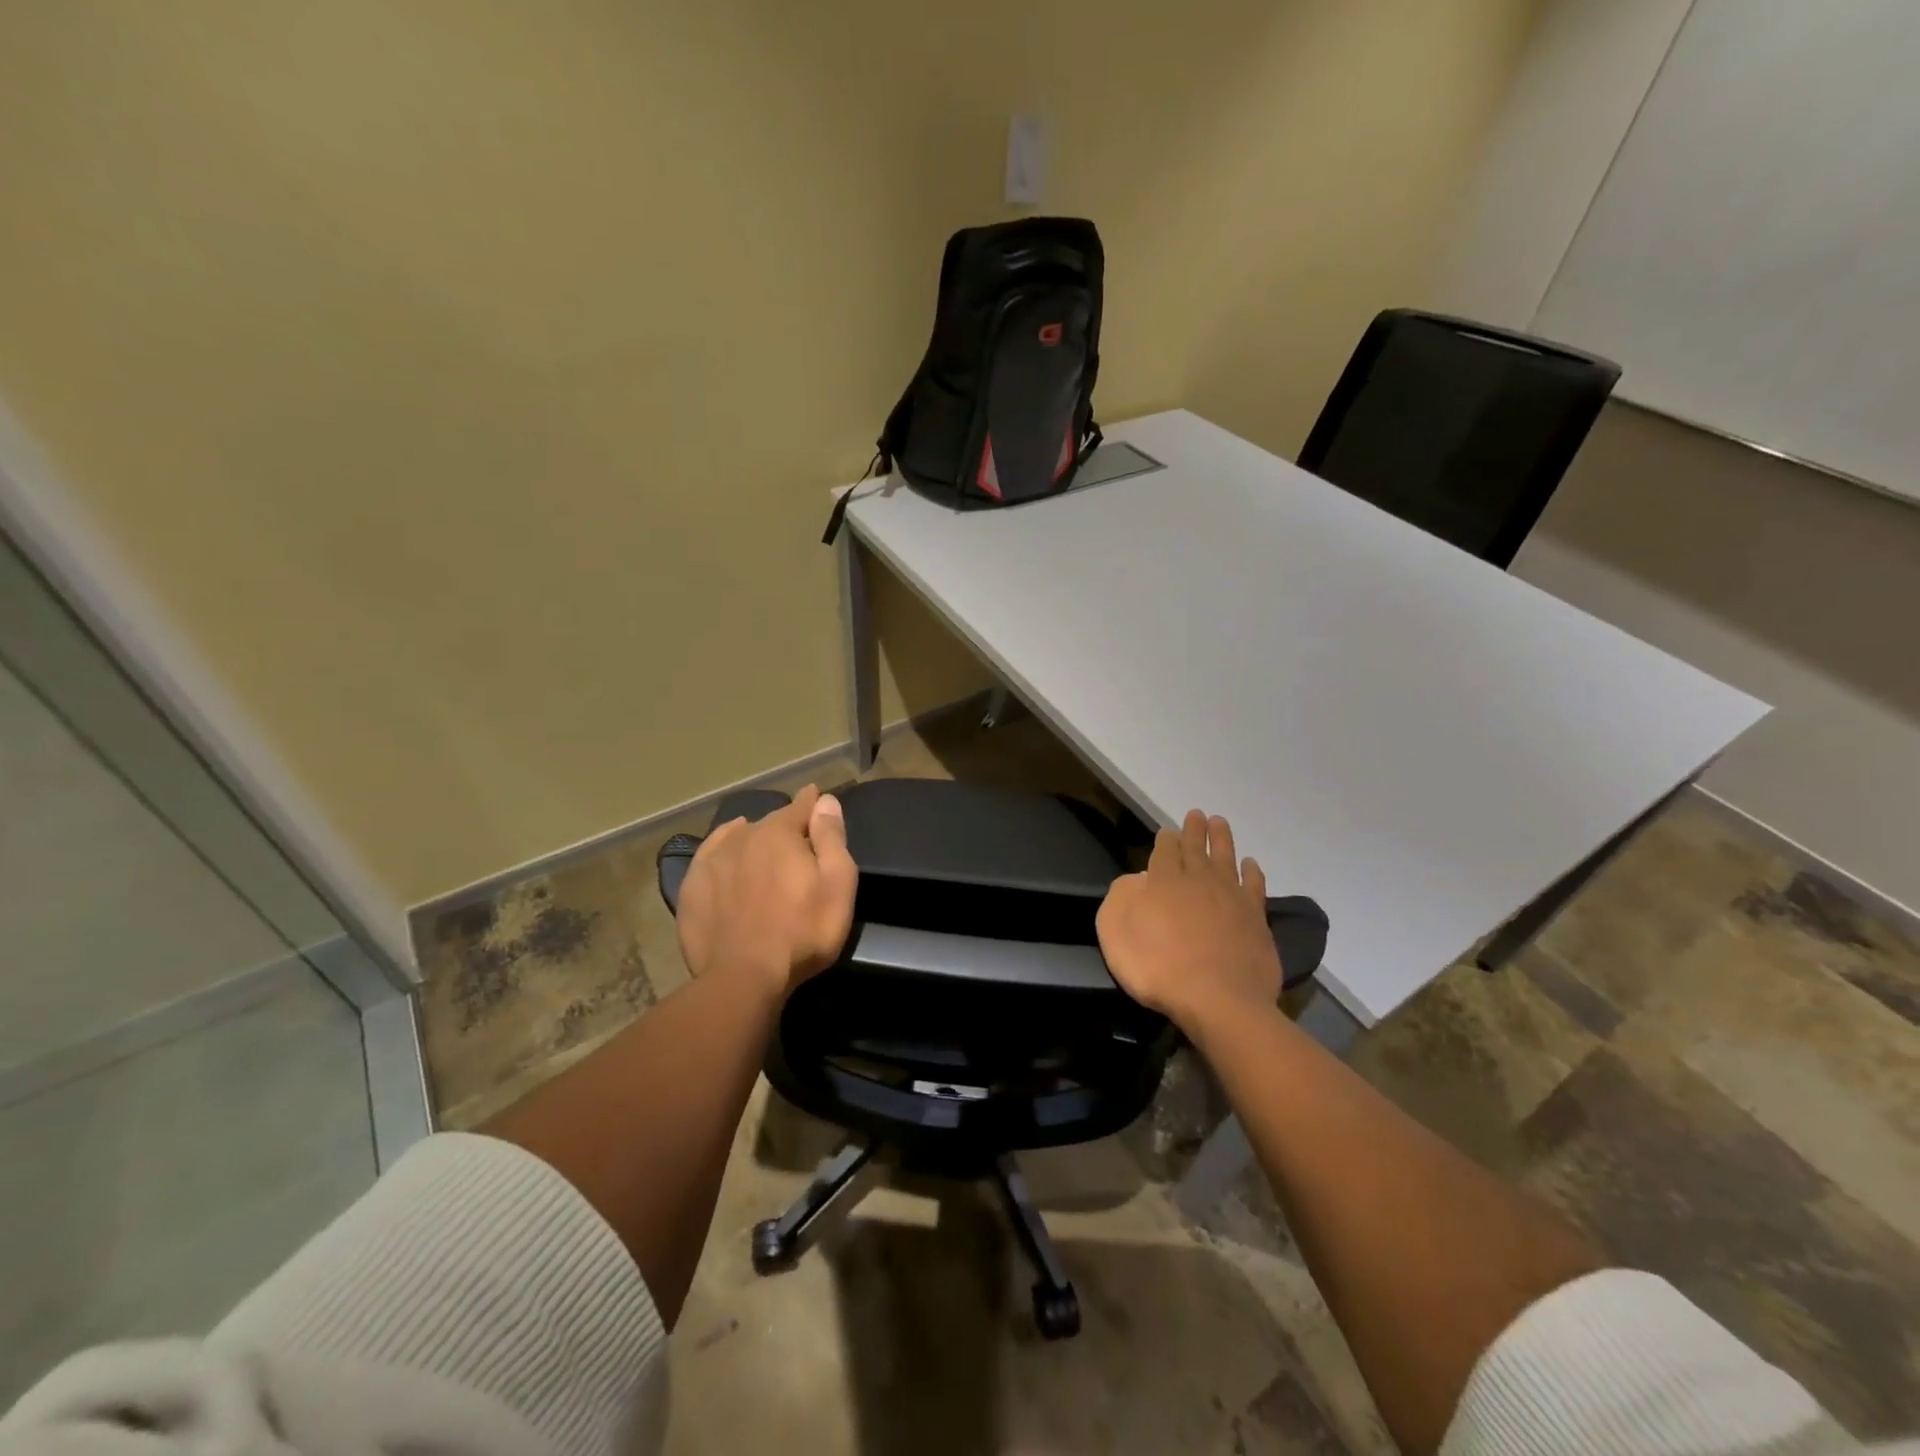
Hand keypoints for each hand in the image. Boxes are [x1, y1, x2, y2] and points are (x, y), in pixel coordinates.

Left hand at [676, 785, 858, 1002]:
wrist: (743, 976)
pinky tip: (727, 855)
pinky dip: (722, 850)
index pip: (800, 806)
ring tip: (762, 849)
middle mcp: (743, 836)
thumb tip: (825, 800)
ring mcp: (713, 860)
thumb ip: (831, 838)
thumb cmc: (802, 931)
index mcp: (780, 833)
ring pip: (738, 837)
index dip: (811, 803)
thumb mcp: (837, 884)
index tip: (815, 797)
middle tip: (796, 844)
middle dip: (784, 828)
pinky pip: (710, 855)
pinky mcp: (692, 886)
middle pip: (769, 823)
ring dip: (753, 838)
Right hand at [1096, 809, 1281, 1032]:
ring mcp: (1230, 897)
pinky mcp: (1256, 918)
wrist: (1218, 1000)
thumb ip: (1120, 898)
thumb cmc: (1157, 968)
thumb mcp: (1114, 932)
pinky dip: (1252, 872)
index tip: (1167, 831)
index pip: (1164, 851)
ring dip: (1222, 838)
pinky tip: (1250, 864)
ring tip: (1220, 822)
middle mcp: (1197, 880)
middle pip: (1196, 847)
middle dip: (1194, 829)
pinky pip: (1254, 885)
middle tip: (1197, 814)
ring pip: (1226, 857)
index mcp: (1163, 881)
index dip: (1165, 839)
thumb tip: (1138, 880)